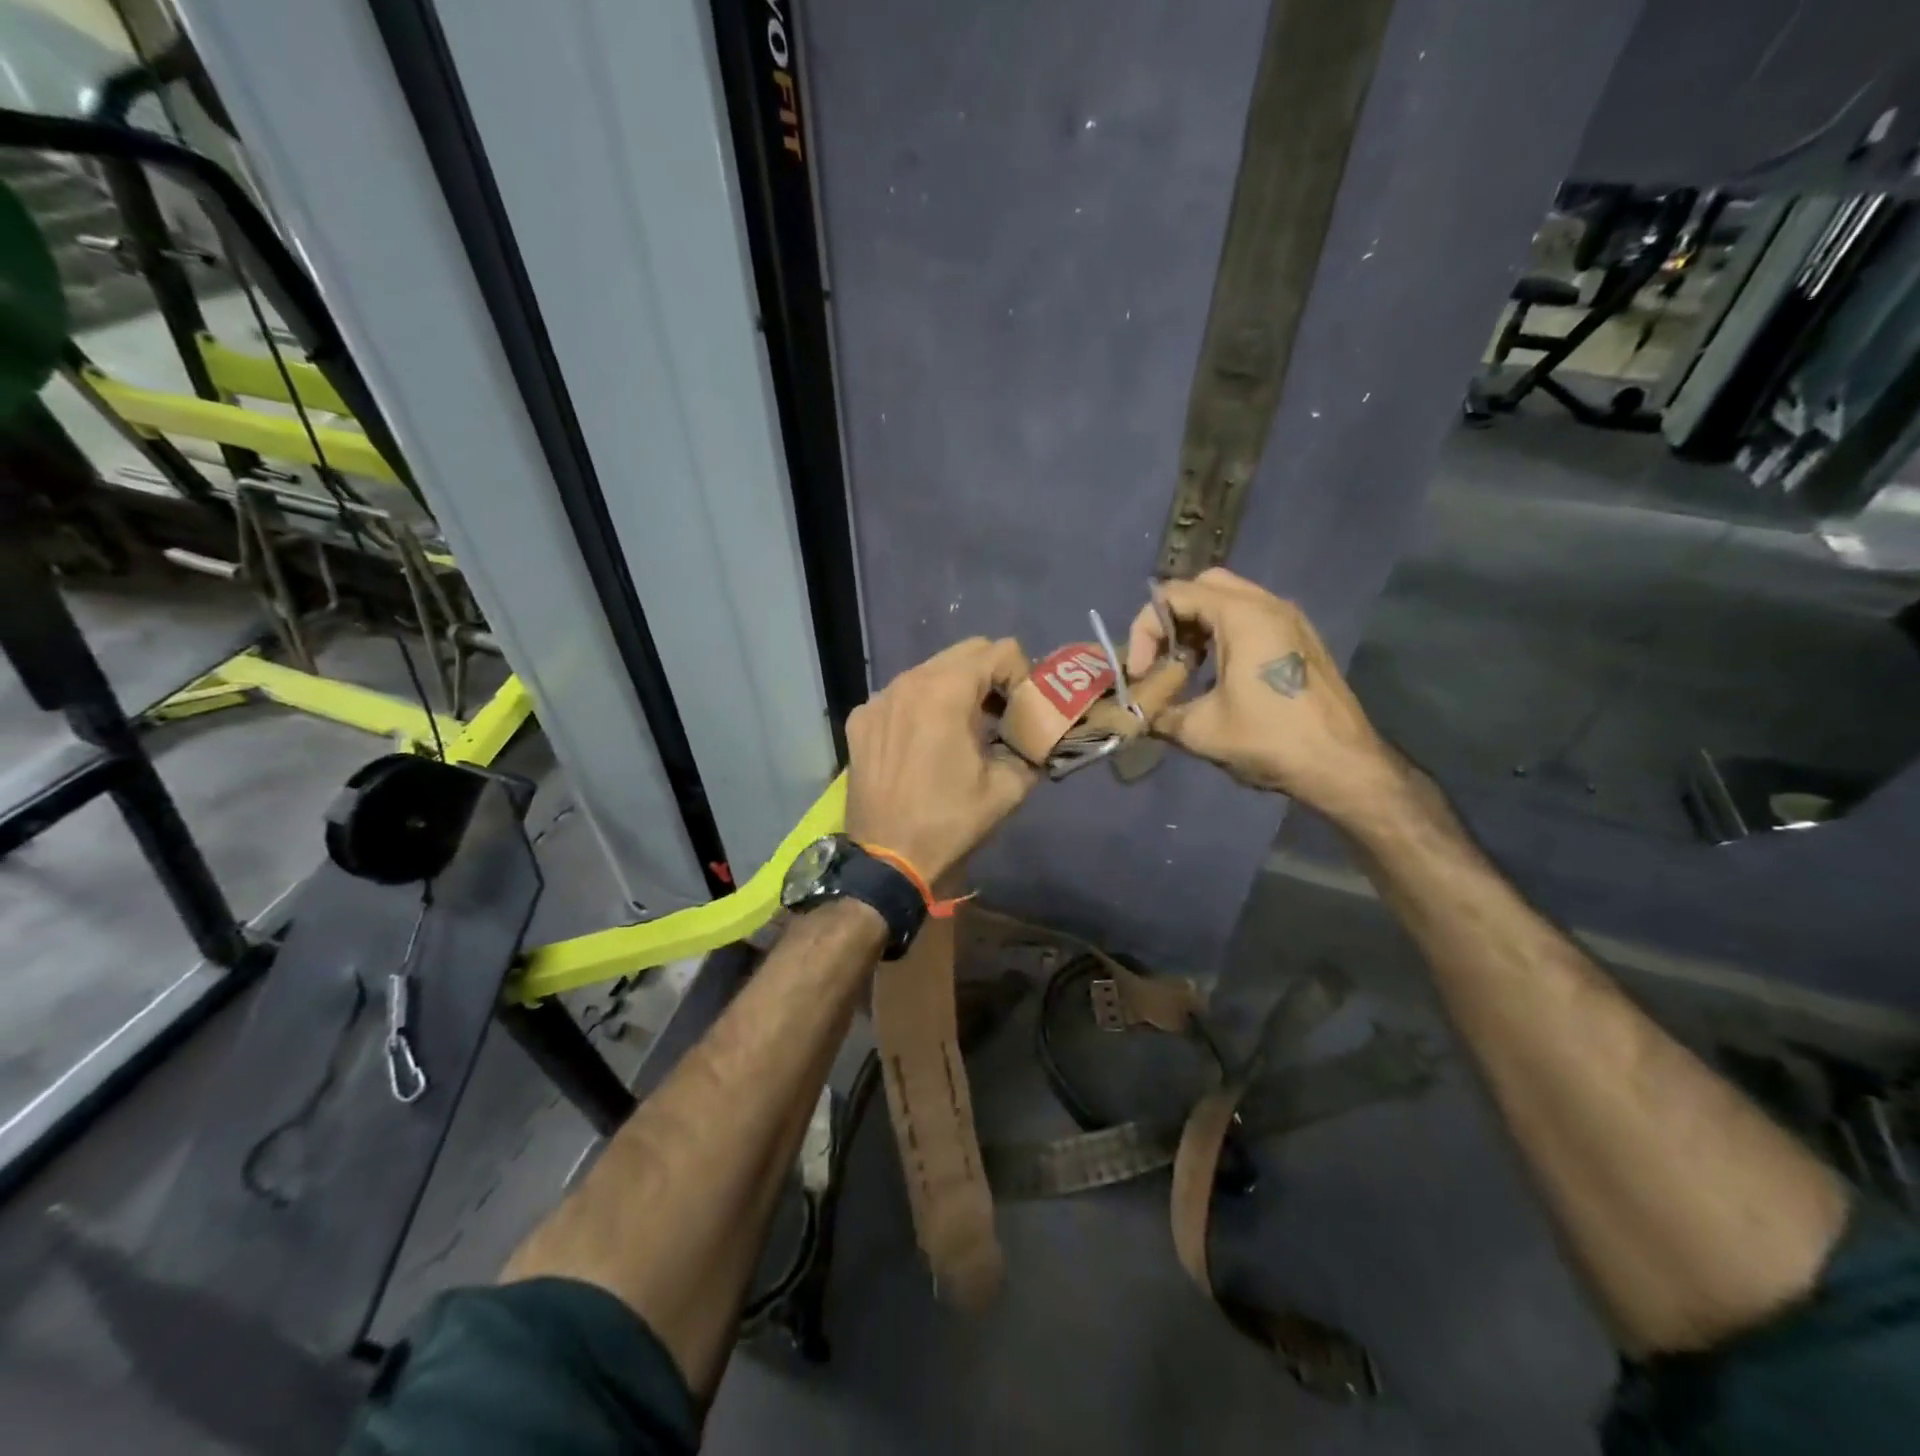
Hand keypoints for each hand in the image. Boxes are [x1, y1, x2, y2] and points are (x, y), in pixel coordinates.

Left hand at [845, 637, 1040, 881]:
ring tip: (964, 730)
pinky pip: (901, 696)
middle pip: (964, 653)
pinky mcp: (860, 721)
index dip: (1022, 675)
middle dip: (991, 676)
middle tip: (1001, 715)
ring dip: (955, 690)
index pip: (1000, 651)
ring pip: (930, 672)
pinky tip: (924, 744)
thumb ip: (1030, 748)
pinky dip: (921, 707)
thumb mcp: (1008, 788)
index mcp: (946, 691)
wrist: (887, 861)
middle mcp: (908, 682)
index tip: (1022, 710)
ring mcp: (878, 699)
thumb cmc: (950, 823)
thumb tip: (1039, 736)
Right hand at [1125, 568, 1400, 824]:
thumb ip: (1160, 713)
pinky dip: (1224, 633)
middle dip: (1172, 618)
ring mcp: (1290, 619)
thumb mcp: (1200, 730)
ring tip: (1184, 668)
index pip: (1174, 595)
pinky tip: (1216, 675)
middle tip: (1161, 657)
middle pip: (1204, 586)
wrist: (1342, 765)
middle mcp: (1268, 605)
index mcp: (1242, 616)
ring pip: (1230, 600)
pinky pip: (1252, 618)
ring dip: (1198, 626)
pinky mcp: (1301, 639)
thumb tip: (1139, 714)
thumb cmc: (1270, 740)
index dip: (1145, 631)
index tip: (1140, 673)